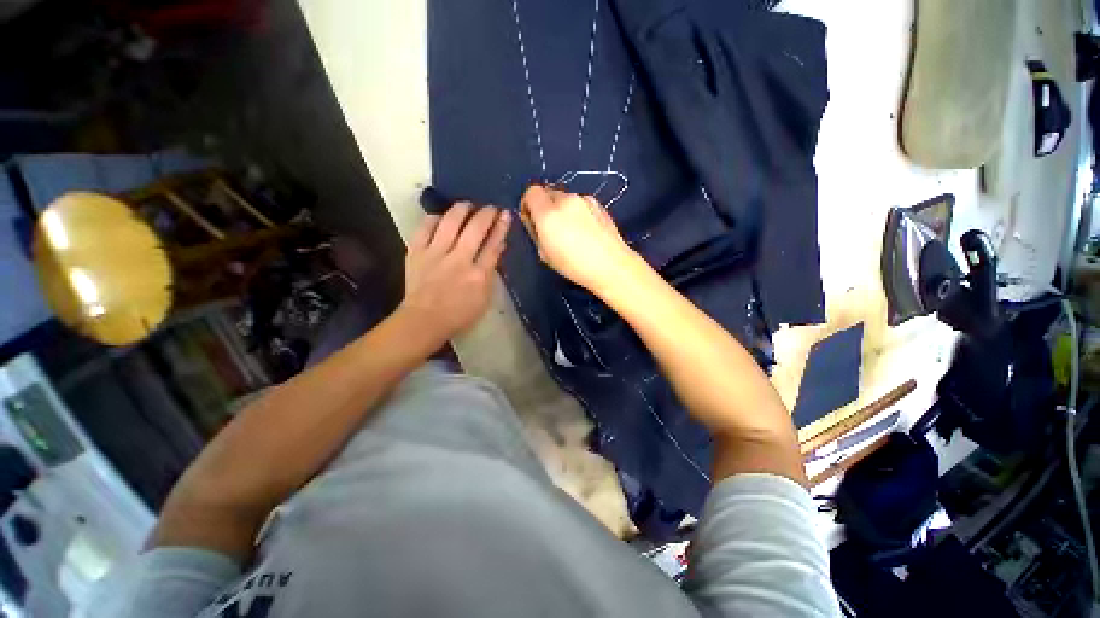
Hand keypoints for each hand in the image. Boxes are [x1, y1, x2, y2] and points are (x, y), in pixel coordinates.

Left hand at [400, 202, 510, 342]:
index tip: (506, 214)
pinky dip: (435, 218)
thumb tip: (499, 247)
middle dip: (486, 214)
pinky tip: (441, 217)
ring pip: (450, 222)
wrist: (424, 320)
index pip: (493, 245)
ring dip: (462, 209)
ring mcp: (435, 254)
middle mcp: (459, 260)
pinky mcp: (416, 252)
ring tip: (468, 205)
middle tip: (490, 207)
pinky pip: (425, 227)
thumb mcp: (484, 298)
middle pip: (475, 229)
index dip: (501, 227)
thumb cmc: (459, 314)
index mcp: (478, 275)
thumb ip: (492, 272)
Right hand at [519, 185, 637, 294]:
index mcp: (548, 213)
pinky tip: (585, 230)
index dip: (528, 204)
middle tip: (551, 228)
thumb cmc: (574, 265)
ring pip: (565, 198)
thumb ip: (536, 232)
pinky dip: (577, 212)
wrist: (610, 265)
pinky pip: (580, 203)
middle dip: (545, 206)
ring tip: (571, 231)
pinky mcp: (598, 204)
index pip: (531, 192)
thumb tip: (534, 221)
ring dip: (562, 209)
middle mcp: (566, 200)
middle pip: (548, 193)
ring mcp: (584, 200)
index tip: (532, 220)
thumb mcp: (544, 254)